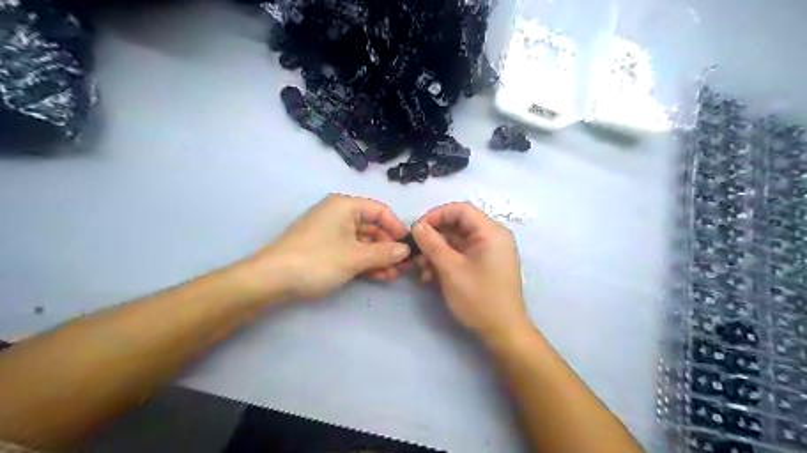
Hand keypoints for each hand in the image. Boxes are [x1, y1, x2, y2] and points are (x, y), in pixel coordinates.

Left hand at [246, 192, 410, 300]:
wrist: (271, 279)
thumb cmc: (317, 260)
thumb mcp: (355, 257)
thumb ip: (384, 252)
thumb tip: (406, 250)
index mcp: (345, 206)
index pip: (380, 211)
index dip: (397, 228)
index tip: (409, 247)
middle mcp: (338, 214)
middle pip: (372, 227)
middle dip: (388, 247)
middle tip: (402, 267)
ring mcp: (330, 231)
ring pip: (362, 241)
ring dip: (378, 257)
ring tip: (392, 275)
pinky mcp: (324, 247)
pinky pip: (351, 250)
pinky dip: (364, 261)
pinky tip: (377, 276)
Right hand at [412, 204, 534, 345]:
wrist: (503, 331)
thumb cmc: (479, 298)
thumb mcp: (450, 269)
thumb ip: (432, 244)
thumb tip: (416, 225)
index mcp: (491, 232)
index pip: (460, 210)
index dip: (436, 215)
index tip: (417, 229)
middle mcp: (493, 236)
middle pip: (458, 226)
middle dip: (434, 238)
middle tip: (416, 253)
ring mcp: (490, 251)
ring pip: (457, 241)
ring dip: (437, 253)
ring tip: (422, 270)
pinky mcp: (485, 264)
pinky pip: (462, 254)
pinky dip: (446, 261)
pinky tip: (431, 276)